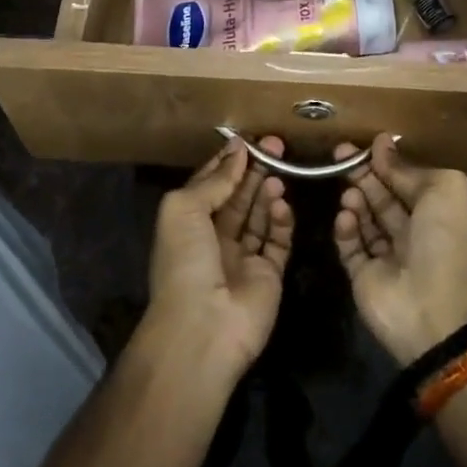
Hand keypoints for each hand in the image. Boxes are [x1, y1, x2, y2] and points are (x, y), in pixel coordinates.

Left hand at [146, 136, 294, 381]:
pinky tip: (281, 204)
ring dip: (267, 192)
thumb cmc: (185, 261)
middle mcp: (215, 238)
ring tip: (278, 175)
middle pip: (239, 197)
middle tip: (277, 146)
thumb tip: (237, 150)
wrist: (203, 326)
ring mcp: (243, 258)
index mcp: (189, 223)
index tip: (249, 140)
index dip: (228, 162)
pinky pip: (278, 241)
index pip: (211, 184)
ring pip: (259, 216)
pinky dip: (281, 221)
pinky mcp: (269, 275)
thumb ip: (214, 180)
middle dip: (254, 171)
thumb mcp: (184, 209)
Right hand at [332, 135, 466, 364]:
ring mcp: (386, 257)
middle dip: (363, 175)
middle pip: (381, 197)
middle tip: (341, 154)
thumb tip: (382, 146)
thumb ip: (409, 169)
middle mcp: (411, 233)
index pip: (405, 181)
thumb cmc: (444, 242)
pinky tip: (345, 216)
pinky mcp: (363, 277)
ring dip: (355, 200)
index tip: (367, 144)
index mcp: (435, 213)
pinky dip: (345, 230)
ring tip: (350, 193)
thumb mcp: (443, 190)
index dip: (387, 162)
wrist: (434, 308)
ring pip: (364, 219)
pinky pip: (349, 247)